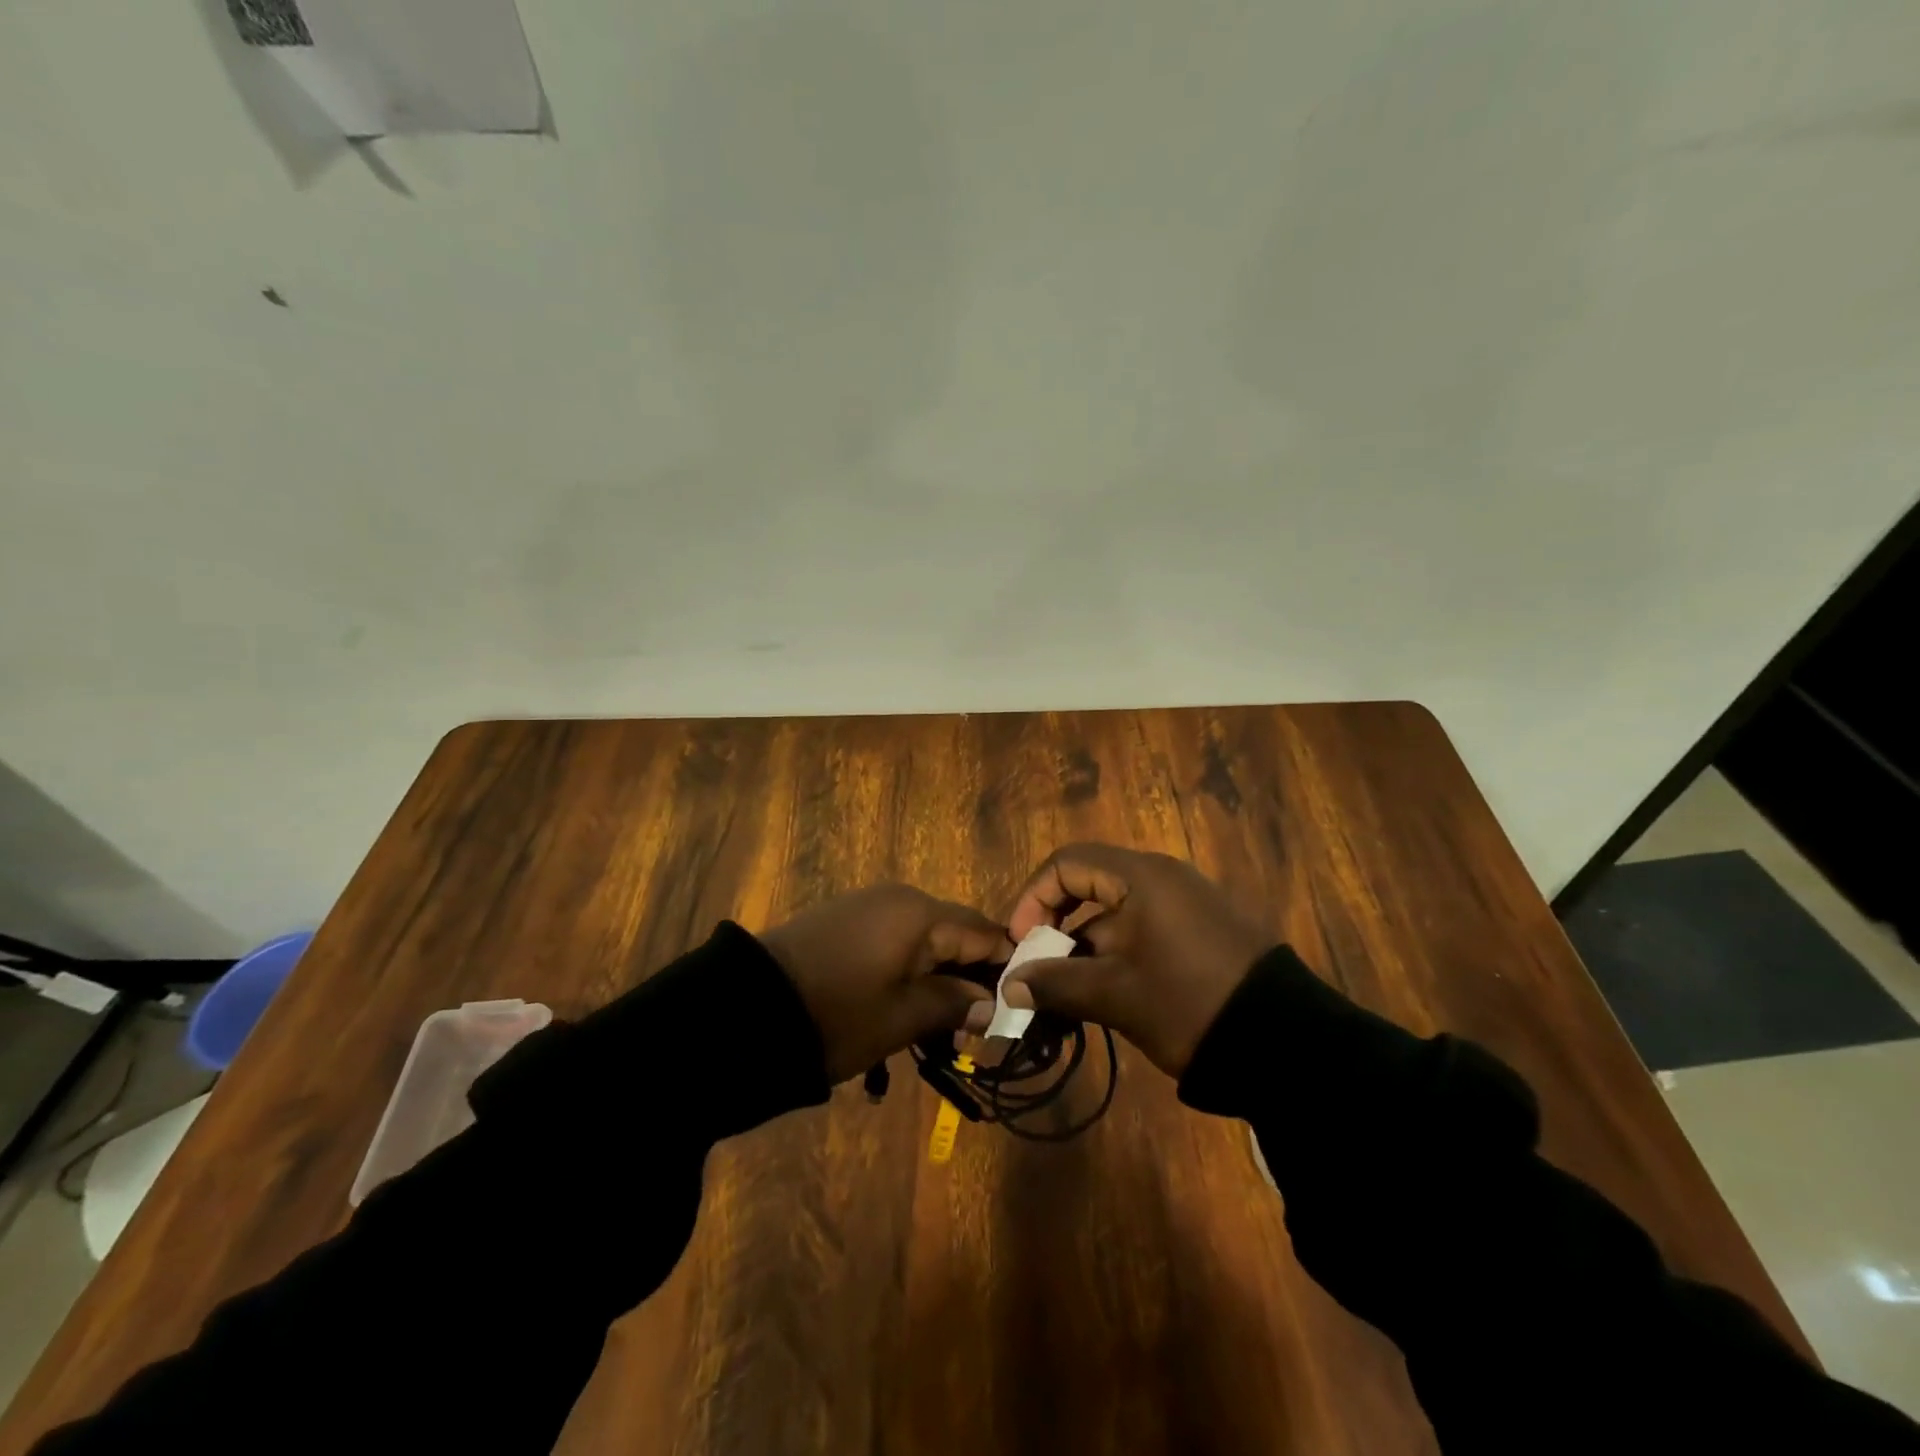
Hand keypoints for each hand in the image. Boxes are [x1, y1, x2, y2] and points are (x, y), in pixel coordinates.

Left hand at [758, 885, 1010, 1083]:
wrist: (746, 1008)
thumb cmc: (837, 1014)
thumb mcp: (901, 1017)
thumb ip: (954, 1005)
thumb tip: (992, 1004)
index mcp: (922, 913)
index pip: (984, 932)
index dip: (1004, 969)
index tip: (1013, 1009)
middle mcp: (900, 897)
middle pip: (955, 931)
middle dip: (969, 976)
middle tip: (974, 1026)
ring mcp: (868, 904)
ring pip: (924, 936)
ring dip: (937, 975)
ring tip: (937, 1024)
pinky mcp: (844, 917)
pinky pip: (894, 937)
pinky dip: (907, 967)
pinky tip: (901, 1002)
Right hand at [1002, 844, 1275, 1076]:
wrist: (1286, 1042)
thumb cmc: (1189, 1002)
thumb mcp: (1116, 995)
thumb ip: (1056, 984)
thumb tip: (1009, 985)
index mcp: (1141, 877)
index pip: (1067, 863)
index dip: (1034, 898)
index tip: (1022, 943)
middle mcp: (1163, 878)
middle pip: (1089, 886)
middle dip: (1056, 928)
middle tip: (1041, 970)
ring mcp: (1186, 905)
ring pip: (1115, 915)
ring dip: (1084, 950)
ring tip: (1068, 998)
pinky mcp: (1201, 932)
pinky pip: (1143, 931)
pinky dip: (1116, 957)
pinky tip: (1106, 998)